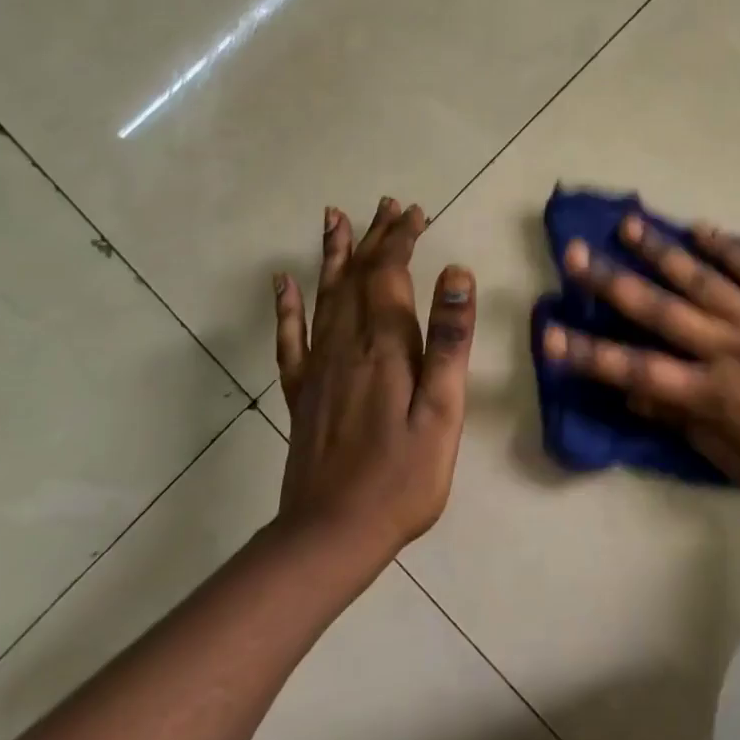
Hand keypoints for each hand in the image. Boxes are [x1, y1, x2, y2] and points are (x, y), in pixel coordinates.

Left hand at [273, 197, 476, 567]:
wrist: (331, 535)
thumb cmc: (403, 475)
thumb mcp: (443, 410)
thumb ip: (449, 340)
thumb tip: (456, 274)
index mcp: (384, 346)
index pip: (389, 273)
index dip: (401, 239)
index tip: (416, 213)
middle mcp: (346, 344)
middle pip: (357, 275)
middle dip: (374, 236)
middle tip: (387, 205)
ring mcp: (318, 367)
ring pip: (325, 295)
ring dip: (333, 254)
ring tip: (335, 218)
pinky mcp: (301, 392)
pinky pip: (290, 337)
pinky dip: (287, 306)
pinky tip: (282, 283)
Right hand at [541, 216, 739, 503]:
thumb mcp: (739, 463)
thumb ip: (688, 425)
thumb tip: (638, 395)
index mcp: (709, 393)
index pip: (634, 370)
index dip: (588, 352)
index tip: (550, 333)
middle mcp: (725, 347)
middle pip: (659, 310)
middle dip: (611, 282)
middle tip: (575, 253)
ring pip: (700, 278)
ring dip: (661, 251)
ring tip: (629, 223)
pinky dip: (725, 246)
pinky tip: (699, 226)